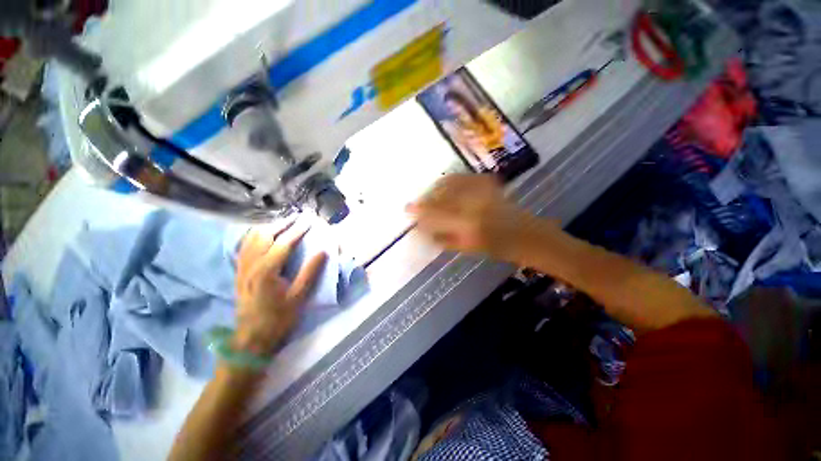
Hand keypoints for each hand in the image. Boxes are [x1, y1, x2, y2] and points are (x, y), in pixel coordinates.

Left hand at [234, 219, 326, 355]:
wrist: (251, 339)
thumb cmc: (279, 318)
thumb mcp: (299, 297)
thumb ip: (310, 272)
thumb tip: (323, 251)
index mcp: (267, 271)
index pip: (284, 243)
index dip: (298, 230)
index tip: (309, 221)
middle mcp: (251, 265)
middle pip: (265, 236)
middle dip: (282, 224)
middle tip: (296, 217)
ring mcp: (242, 268)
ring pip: (252, 239)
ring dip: (268, 227)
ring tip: (282, 222)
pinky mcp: (239, 272)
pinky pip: (245, 247)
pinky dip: (255, 236)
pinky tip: (262, 235)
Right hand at [407, 174, 545, 261]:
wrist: (525, 234)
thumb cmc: (496, 247)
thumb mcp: (466, 248)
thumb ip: (442, 237)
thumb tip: (422, 229)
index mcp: (469, 224)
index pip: (436, 214)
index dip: (419, 210)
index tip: (407, 209)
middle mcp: (474, 203)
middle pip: (440, 196)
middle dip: (424, 199)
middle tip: (417, 204)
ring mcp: (482, 190)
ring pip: (448, 183)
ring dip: (434, 189)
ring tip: (429, 195)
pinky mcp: (487, 182)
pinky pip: (461, 177)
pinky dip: (448, 181)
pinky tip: (444, 186)